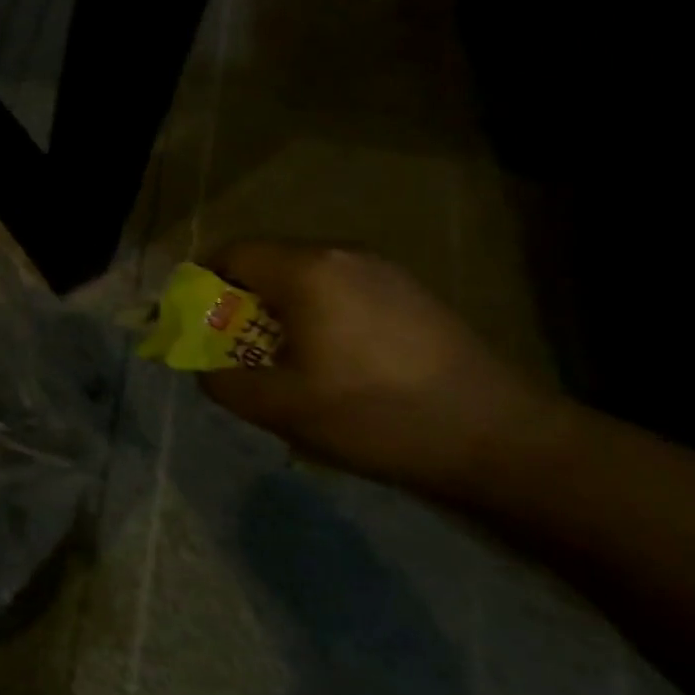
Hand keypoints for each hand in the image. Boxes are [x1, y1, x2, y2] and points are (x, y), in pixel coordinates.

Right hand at [198, 241, 563, 498]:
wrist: (500, 441)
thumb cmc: (375, 416)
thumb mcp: (279, 407)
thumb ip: (221, 380)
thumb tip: (205, 367)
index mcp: (306, 270)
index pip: (230, 254)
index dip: (201, 286)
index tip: (195, 326)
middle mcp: (343, 255)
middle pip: (266, 264)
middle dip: (239, 303)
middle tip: (236, 351)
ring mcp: (384, 272)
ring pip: (305, 279)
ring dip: (279, 312)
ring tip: (284, 363)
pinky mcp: (412, 295)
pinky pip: (341, 292)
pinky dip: (317, 317)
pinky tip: (334, 365)